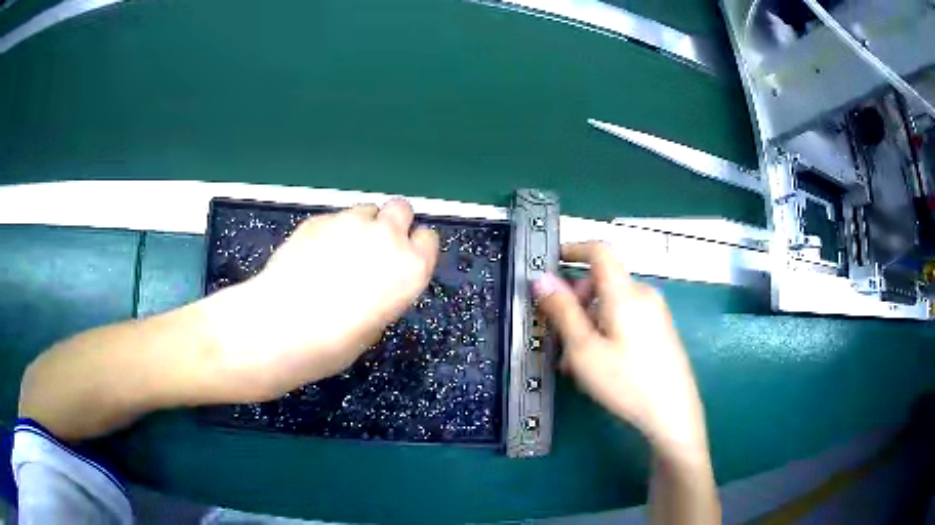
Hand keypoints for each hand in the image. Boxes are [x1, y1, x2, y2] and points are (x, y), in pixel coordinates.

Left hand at [198, 199, 438, 402]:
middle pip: (402, 209)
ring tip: (337, 253)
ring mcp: (349, 223)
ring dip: (360, 226)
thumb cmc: (333, 343)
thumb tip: (375, 282)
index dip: (415, 248)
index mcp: (410, 269)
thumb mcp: (374, 326)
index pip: (428, 239)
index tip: (402, 261)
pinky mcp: (317, 219)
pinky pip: (333, 219)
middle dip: (392, 224)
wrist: (281, 327)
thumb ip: (385, 292)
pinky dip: (329, 232)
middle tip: (373, 249)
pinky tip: (310, 256)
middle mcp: (386, 237)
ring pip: (365, 210)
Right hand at [533, 242, 707, 456]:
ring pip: (612, 304)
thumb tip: (542, 279)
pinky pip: (627, 318)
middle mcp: (644, 295)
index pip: (599, 251)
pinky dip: (606, 329)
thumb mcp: (584, 349)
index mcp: (626, 293)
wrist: (673, 414)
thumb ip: (562, 311)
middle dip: (575, 300)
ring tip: (574, 360)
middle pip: (603, 281)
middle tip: (557, 334)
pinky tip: (598, 363)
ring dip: (588, 321)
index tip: (550, 262)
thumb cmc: (627, 382)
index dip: (573, 249)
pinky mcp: (661, 331)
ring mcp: (656, 313)